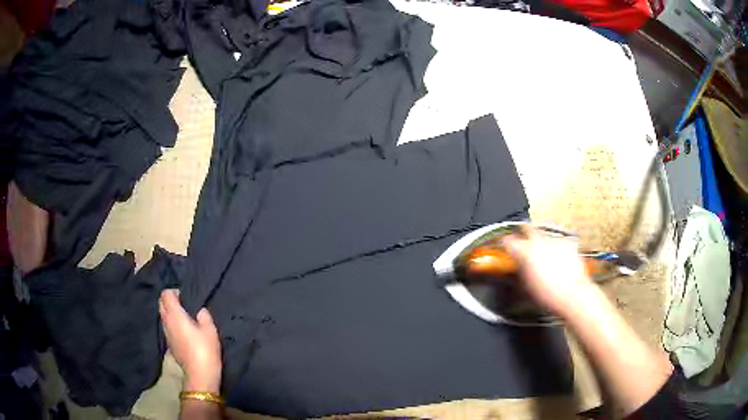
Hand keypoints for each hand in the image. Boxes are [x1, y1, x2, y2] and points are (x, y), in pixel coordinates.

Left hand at [159, 289, 221, 392]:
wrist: (200, 375)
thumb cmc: (205, 350)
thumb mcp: (210, 330)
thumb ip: (204, 316)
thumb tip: (199, 311)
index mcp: (175, 315)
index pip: (166, 294)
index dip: (174, 291)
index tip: (185, 296)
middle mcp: (167, 322)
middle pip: (161, 303)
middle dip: (169, 300)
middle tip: (184, 304)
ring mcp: (166, 334)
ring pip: (163, 316)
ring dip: (170, 313)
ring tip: (184, 318)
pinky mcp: (169, 344)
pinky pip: (167, 327)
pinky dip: (172, 324)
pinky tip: (183, 331)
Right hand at [500, 225, 593, 316]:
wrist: (572, 295)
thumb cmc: (547, 295)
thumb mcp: (526, 286)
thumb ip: (521, 271)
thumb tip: (519, 267)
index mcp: (524, 252)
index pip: (508, 241)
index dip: (505, 243)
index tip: (506, 246)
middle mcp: (539, 241)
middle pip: (527, 227)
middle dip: (524, 231)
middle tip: (523, 237)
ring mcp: (555, 240)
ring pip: (545, 234)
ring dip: (543, 241)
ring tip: (545, 252)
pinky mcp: (569, 243)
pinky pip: (560, 242)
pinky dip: (559, 247)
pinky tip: (560, 257)